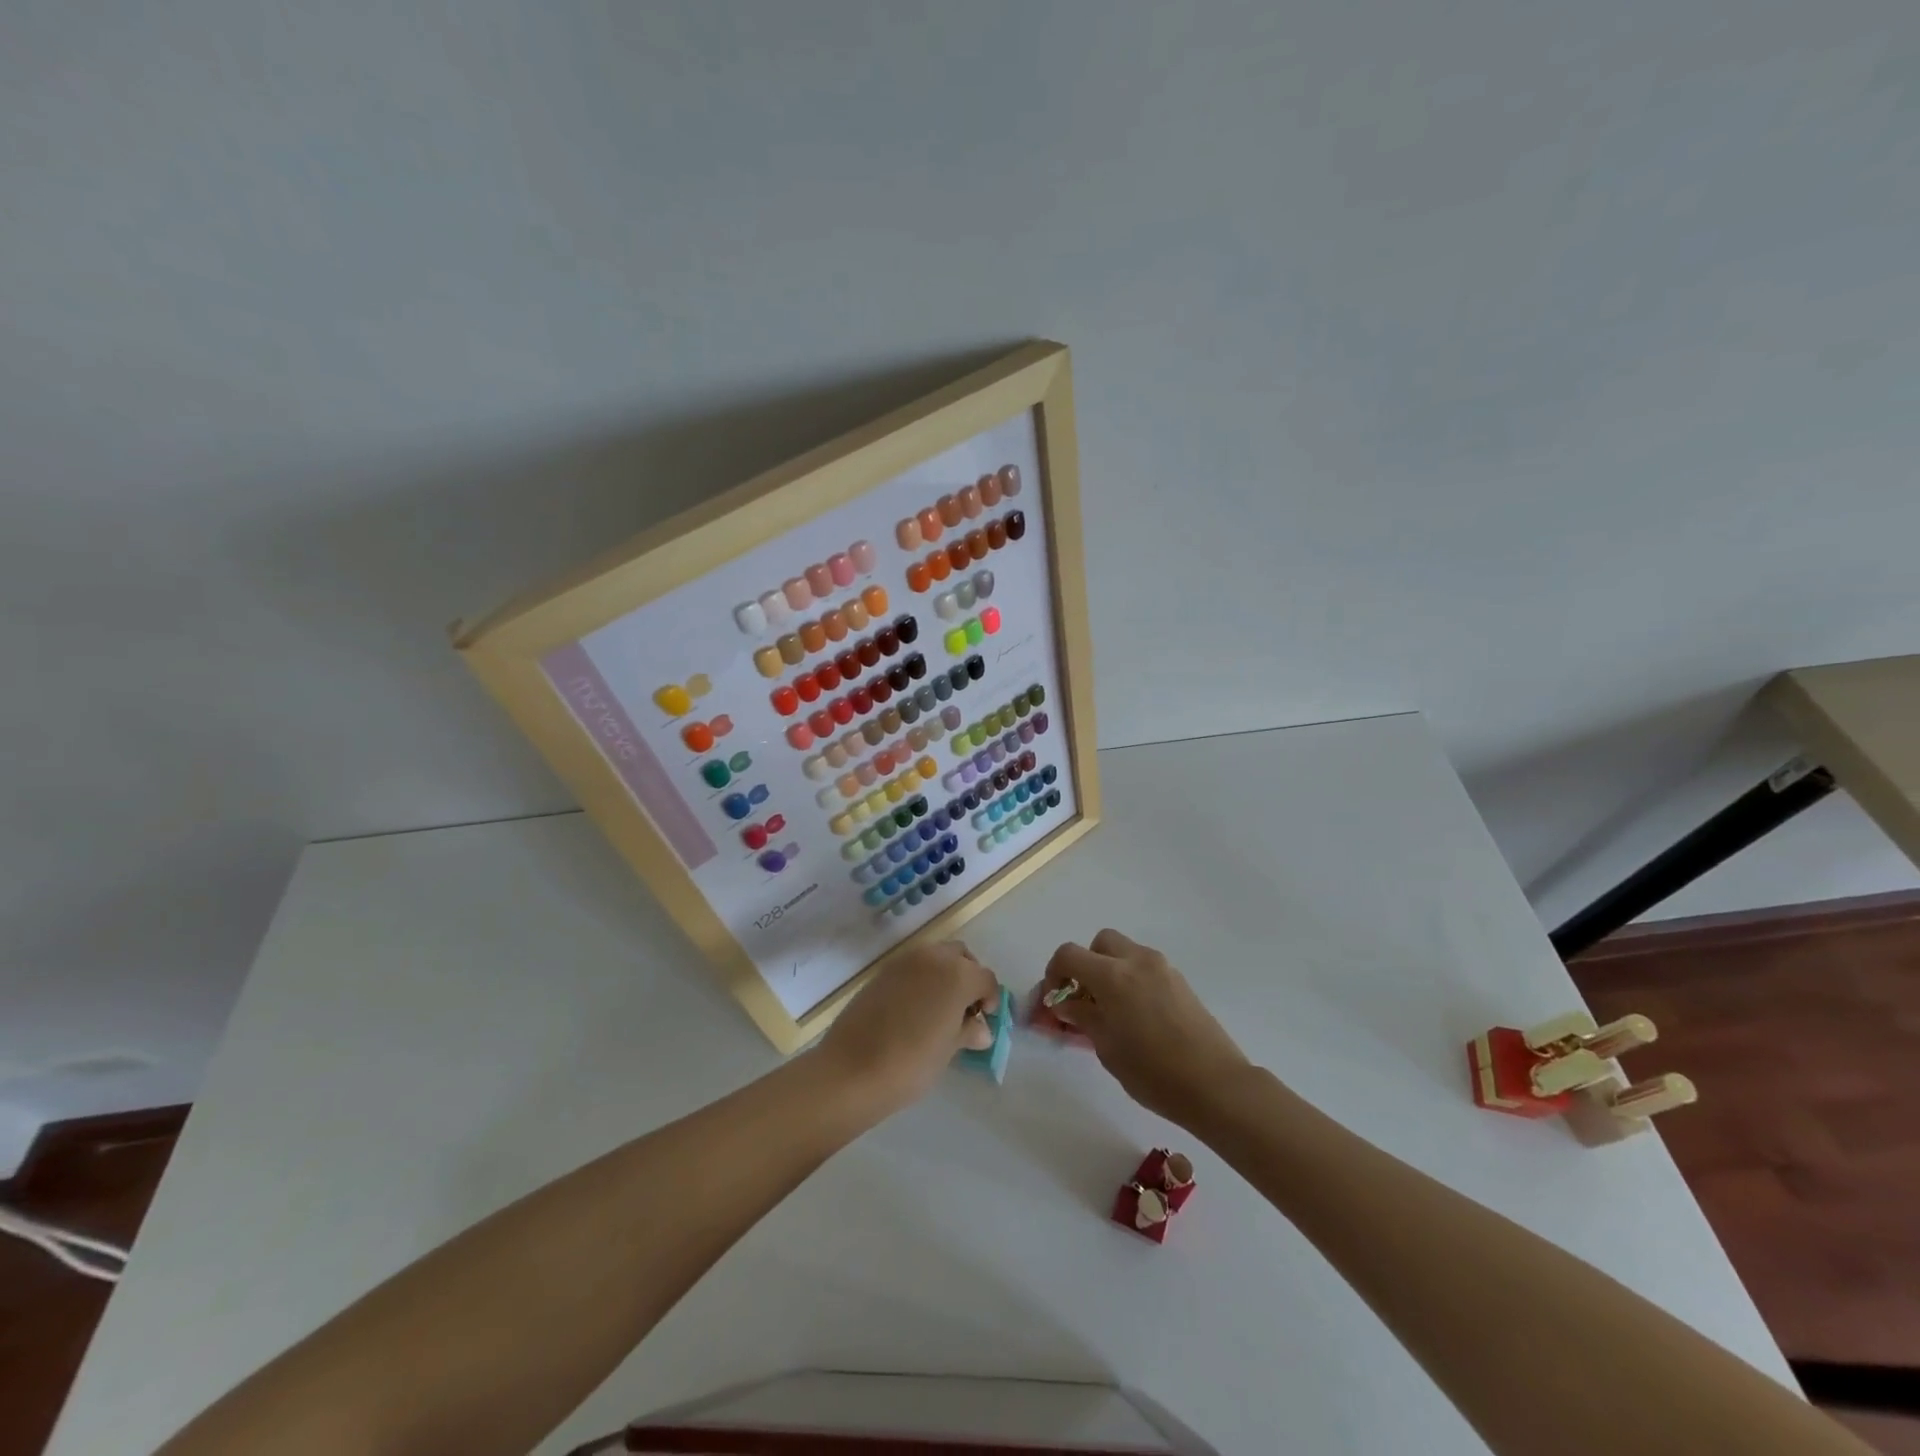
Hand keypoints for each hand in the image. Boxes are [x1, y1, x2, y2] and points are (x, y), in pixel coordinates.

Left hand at [819, 940, 999, 1116]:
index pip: (986, 978)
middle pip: (961, 956)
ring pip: (935, 957)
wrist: (853, 1069)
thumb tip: (980, 1029)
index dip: (990, 999)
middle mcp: (933, 958)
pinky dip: (921, 979)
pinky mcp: (882, 971)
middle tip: (964, 1008)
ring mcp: (904, 961)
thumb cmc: (912, 1062)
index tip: (984, 1020)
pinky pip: (912, 967)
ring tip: (939, 1009)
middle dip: (968, 977)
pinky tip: (914, 1009)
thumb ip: (967, 1031)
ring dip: (944, 975)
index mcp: (958, 974)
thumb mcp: (949, 1050)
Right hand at [1042, 929, 1250, 1127]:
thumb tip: (1065, 1003)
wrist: (1216, 1085)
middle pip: (1100, 944)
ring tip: (1109, 1012)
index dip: (1053, 973)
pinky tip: (1135, 1017)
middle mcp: (1137, 961)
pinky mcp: (1180, 982)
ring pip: (1125, 953)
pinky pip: (1145, 968)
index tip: (1053, 1000)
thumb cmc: (1153, 1072)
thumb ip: (1082, 1017)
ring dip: (1110, 972)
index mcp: (1112, 975)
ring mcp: (1162, 969)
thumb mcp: (1106, 1048)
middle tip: (1083, 999)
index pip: (1069, 955)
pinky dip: (1131, 981)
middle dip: (1086, 965)